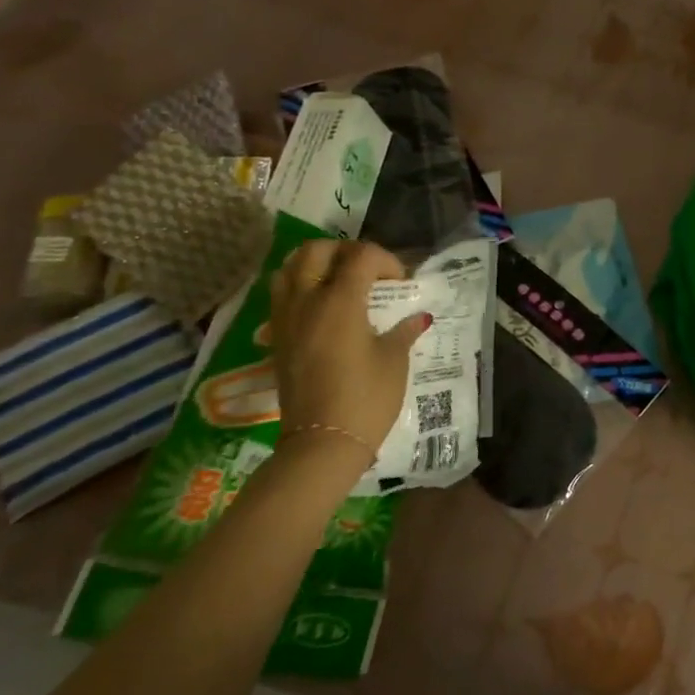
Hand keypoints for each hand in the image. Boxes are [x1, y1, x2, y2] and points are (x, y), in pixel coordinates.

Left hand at [269, 240, 428, 475]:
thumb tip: (418, 317)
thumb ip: (404, 330)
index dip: (386, 261)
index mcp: (340, 301)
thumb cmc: (367, 398)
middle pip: (317, 250)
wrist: (322, 444)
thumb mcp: (394, 360)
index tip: (400, 283)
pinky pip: (281, 295)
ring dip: (316, 264)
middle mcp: (307, 301)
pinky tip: (322, 307)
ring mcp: (285, 319)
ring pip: (289, 268)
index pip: (361, 256)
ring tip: (339, 282)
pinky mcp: (276, 338)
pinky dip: (300, 287)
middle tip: (368, 271)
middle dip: (346, 251)